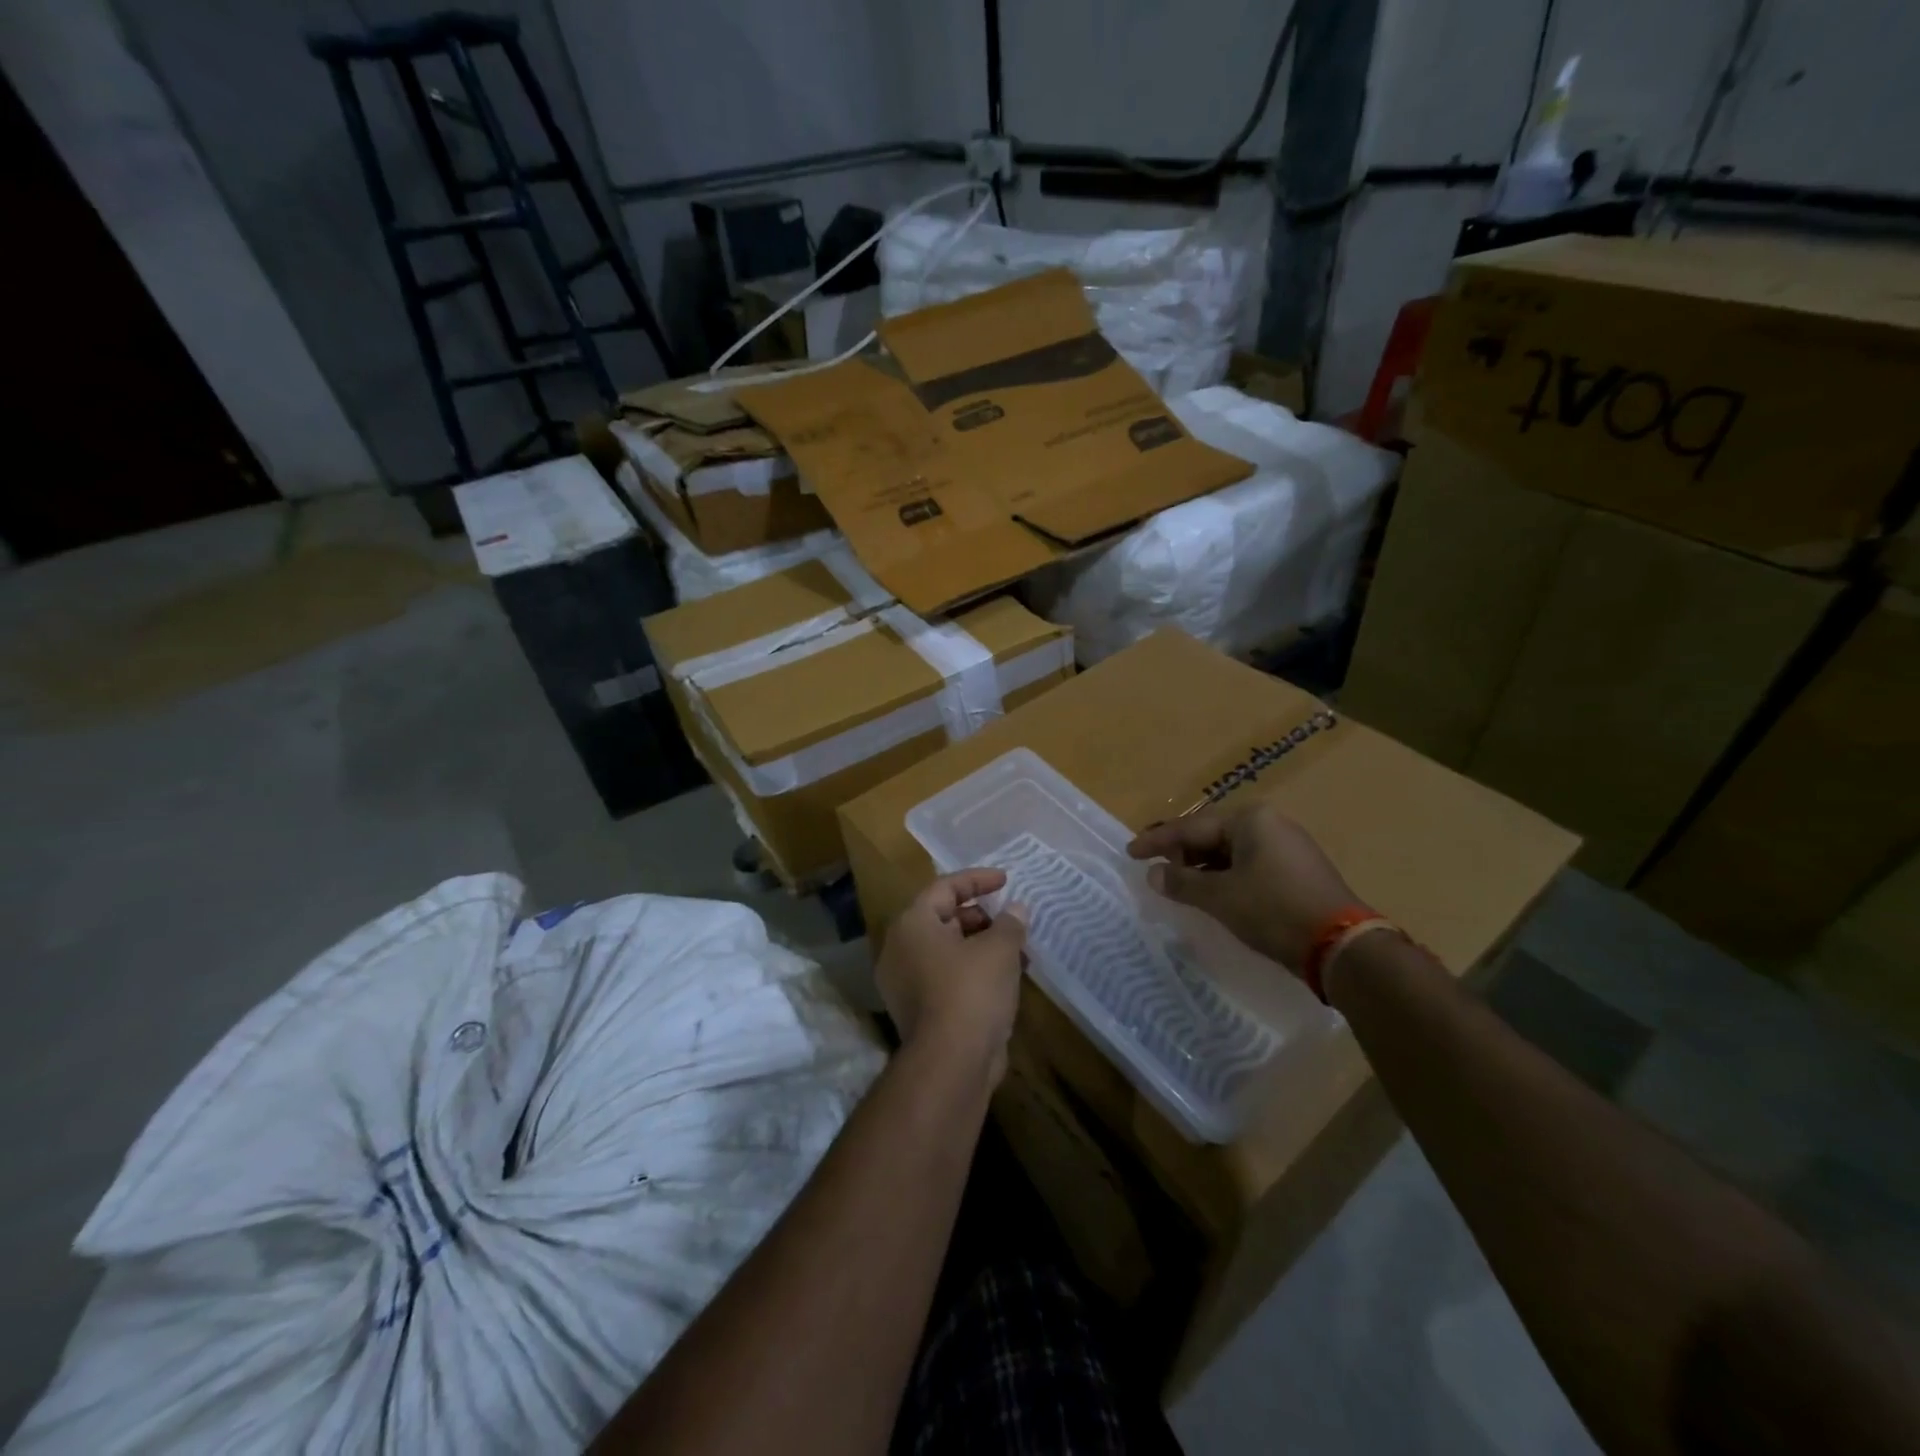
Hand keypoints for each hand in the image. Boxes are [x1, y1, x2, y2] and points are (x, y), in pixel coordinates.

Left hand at [875, 870, 1028, 1087]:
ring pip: (948, 950)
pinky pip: (948, 977)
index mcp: (912, 924)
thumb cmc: (971, 991)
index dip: (977, 880)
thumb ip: (1010, 923)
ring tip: (1019, 951)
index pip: (945, 887)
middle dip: (983, 917)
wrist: (950, 1064)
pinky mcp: (919, 1010)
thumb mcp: (999, 949)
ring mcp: (906, 983)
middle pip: (944, 918)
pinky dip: (975, 971)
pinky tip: (1007, 979)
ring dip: (983, 946)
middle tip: (1012, 921)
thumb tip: (1016, 909)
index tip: (1006, 880)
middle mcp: (901, 949)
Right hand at [1127, 805, 1357, 973]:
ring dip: (1202, 868)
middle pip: (1212, 836)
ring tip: (1178, 885)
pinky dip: (1225, 878)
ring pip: (1231, 853)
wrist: (1342, 946)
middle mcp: (1270, 824)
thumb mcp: (1220, 897)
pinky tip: (1212, 895)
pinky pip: (1249, 866)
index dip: (1158, 841)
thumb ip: (1182, 883)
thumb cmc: (1273, 910)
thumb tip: (1153, 875)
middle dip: (1182, 854)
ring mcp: (1288, 847)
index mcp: (1250, 819)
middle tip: (1155, 870)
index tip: (1131, 852)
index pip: (1191, 827)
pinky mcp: (1297, 872)